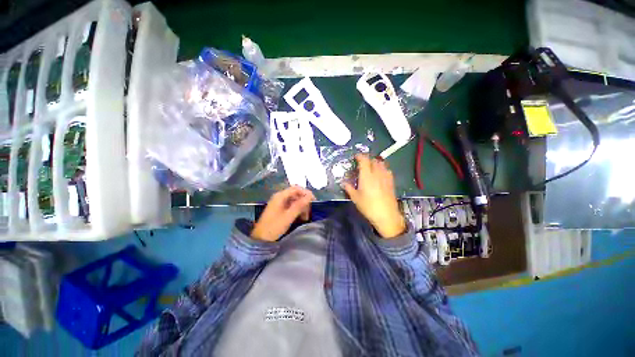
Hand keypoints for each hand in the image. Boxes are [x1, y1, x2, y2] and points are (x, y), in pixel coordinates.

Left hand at [251, 186, 314, 241]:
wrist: (260, 239)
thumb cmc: (274, 227)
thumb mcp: (288, 217)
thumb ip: (299, 205)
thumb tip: (310, 196)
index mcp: (280, 196)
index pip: (296, 188)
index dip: (306, 193)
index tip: (314, 201)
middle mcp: (280, 197)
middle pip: (296, 194)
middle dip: (304, 201)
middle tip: (309, 211)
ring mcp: (279, 202)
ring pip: (294, 200)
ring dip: (301, 206)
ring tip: (305, 217)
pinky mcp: (279, 208)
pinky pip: (291, 205)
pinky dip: (297, 210)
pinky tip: (300, 217)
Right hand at [342, 154, 405, 238]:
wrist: (386, 215)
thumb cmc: (368, 206)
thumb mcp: (355, 198)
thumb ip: (349, 188)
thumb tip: (343, 183)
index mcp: (367, 176)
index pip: (364, 160)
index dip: (360, 156)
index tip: (356, 157)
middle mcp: (377, 173)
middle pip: (373, 160)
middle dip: (367, 159)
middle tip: (362, 163)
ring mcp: (385, 177)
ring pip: (381, 164)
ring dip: (375, 162)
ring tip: (371, 167)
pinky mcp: (391, 182)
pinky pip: (387, 170)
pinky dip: (382, 168)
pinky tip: (380, 174)